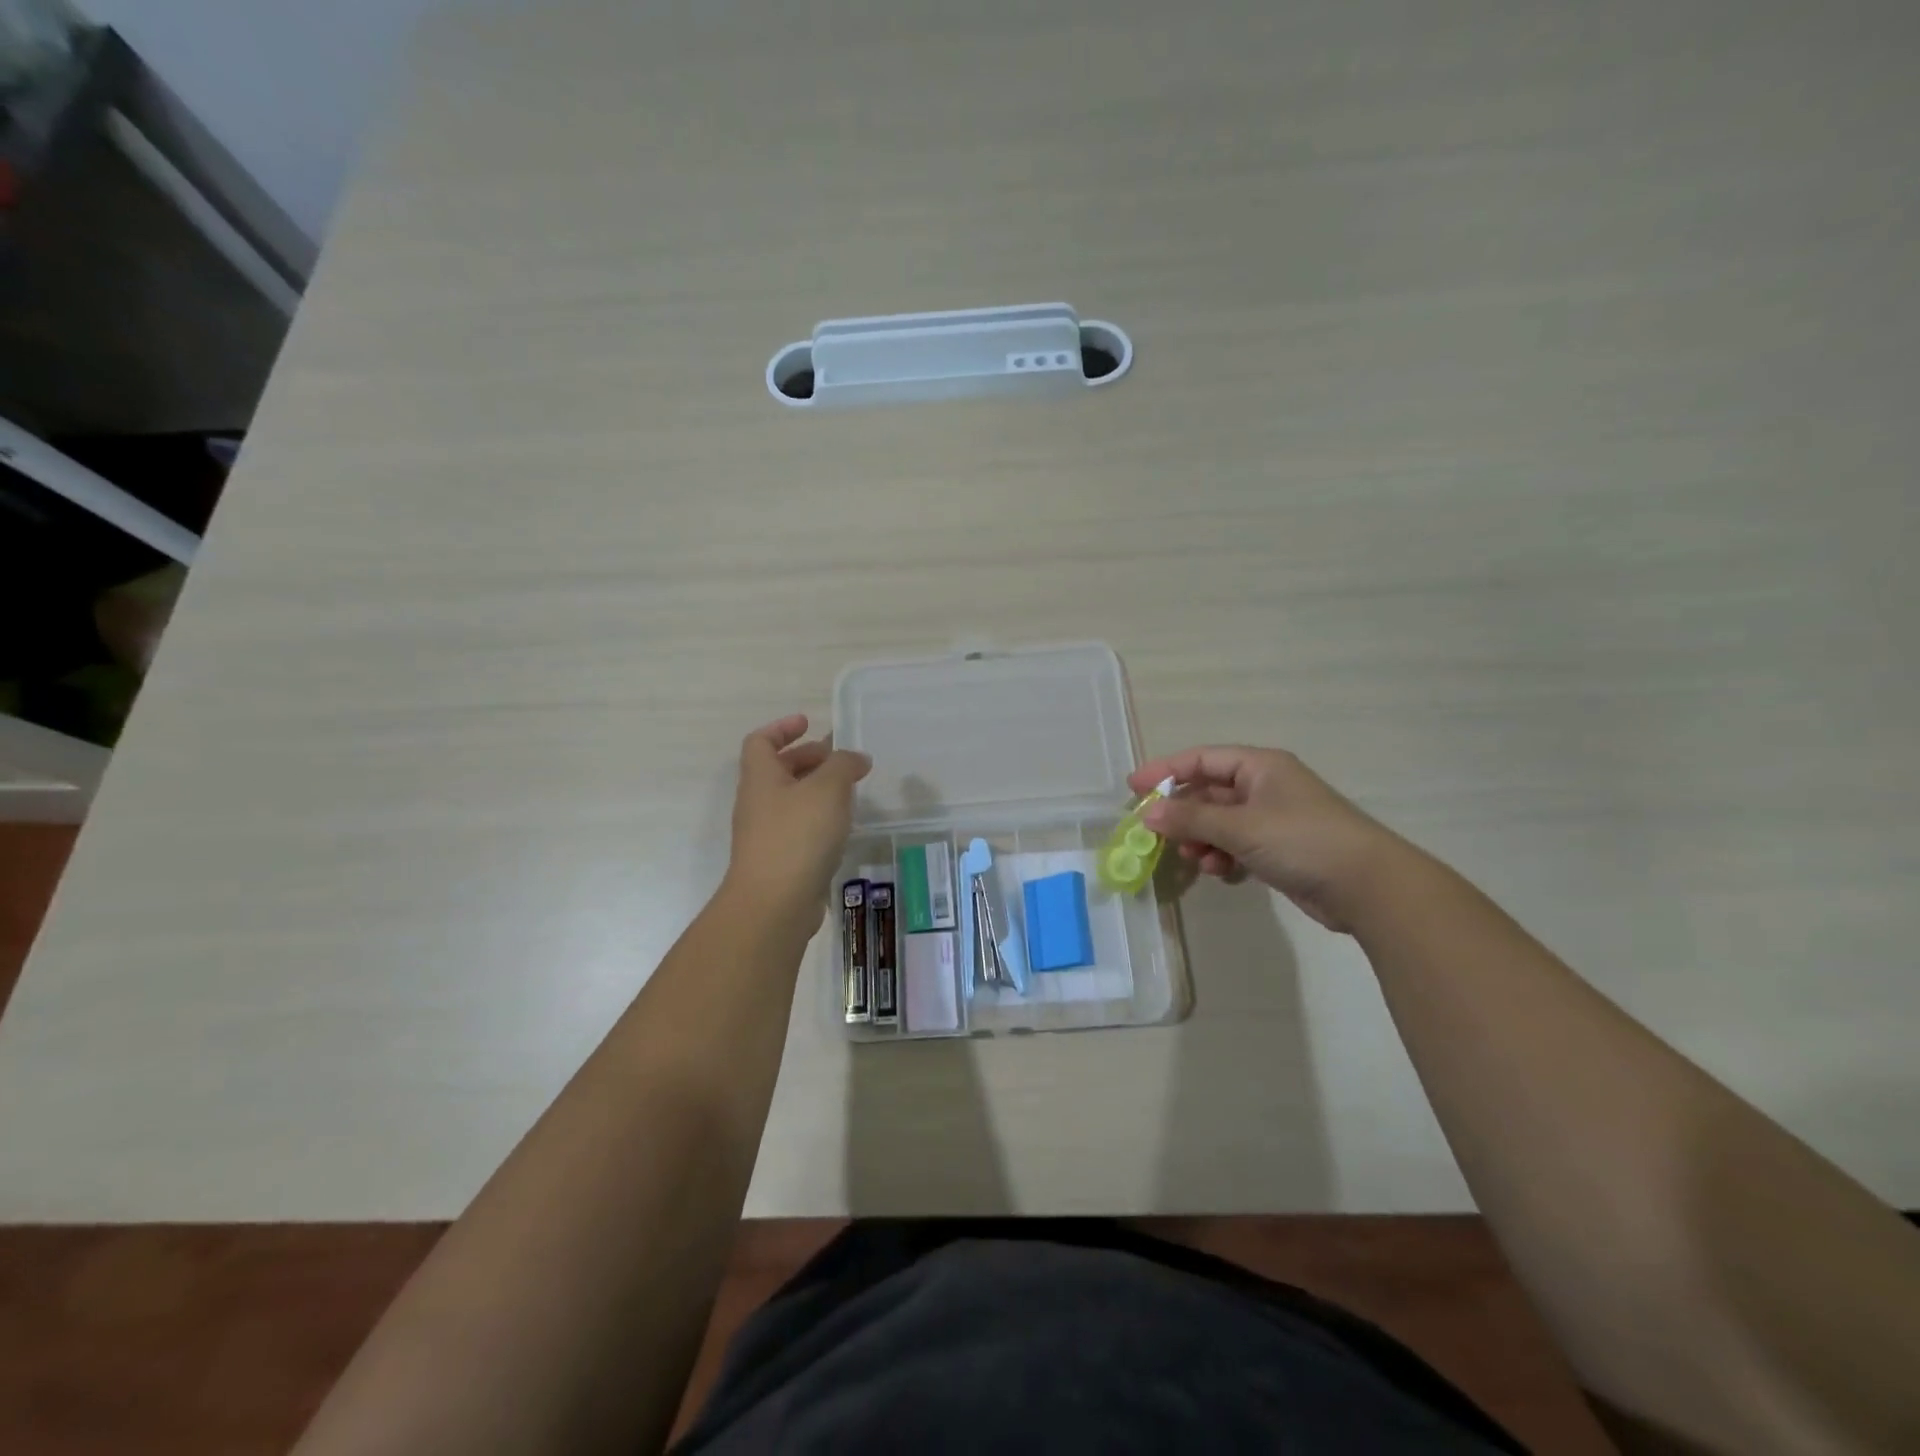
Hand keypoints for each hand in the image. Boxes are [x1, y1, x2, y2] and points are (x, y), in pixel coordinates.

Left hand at [725, 714, 872, 931]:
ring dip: (817, 791)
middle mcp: (758, 803)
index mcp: (760, 778)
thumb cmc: (798, 836)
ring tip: (850, 792)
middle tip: (840, 759)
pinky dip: (819, 820)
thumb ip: (844, 765)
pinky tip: (843, 829)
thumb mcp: (828, 789)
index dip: (782, 728)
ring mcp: (766, 835)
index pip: (760, 741)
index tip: (809, 723)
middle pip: (778, 770)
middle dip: (808, 759)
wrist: (774, 905)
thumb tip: (856, 758)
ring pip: (791, 801)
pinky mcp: (780, 861)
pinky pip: (799, 829)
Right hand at [1128, 746, 1405, 931]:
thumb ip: (1190, 819)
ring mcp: (1272, 818)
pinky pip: (1236, 845)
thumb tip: (1147, 815)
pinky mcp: (1279, 849)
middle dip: (1182, 814)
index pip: (1201, 759)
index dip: (1164, 770)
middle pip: (1208, 792)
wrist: (1368, 886)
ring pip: (1220, 822)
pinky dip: (1223, 856)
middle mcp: (1264, 786)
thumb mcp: (1239, 826)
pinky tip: (1221, 873)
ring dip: (1201, 840)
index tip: (1133, 789)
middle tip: (1156, 834)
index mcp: (1259, 766)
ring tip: (1195, 859)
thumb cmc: (1301, 840)